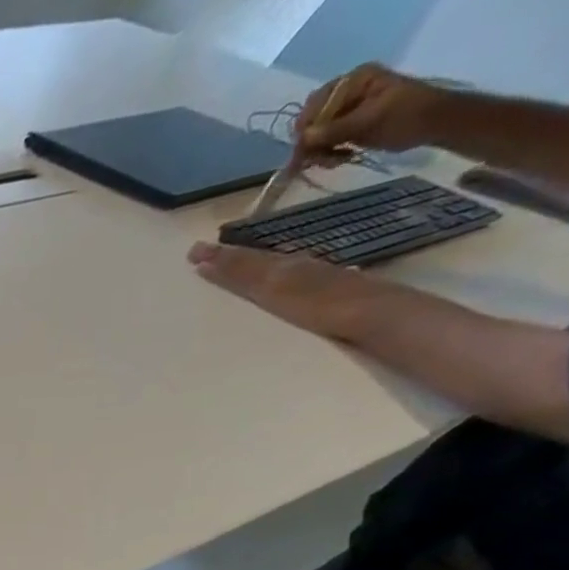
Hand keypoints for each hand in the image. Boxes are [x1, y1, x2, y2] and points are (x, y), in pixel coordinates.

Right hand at [188, 240, 380, 339]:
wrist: (375, 316)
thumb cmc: (319, 303)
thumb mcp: (273, 286)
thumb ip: (241, 273)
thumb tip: (203, 258)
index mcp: (281, 266)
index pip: (243, 259)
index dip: (218, 256)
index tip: (192, 253)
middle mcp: (297, 268)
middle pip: (259, 260)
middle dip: (231, 258)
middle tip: (205, 255)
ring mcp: (316, 281)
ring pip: (276, 269)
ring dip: (251, 268)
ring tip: (232, 267)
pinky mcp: (328, 297)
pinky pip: (291, 282)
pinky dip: (273, 280)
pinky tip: (274, 286)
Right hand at [295, 62, 446, 164]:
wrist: (435, 124)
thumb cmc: (408, 115)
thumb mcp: (371, 120)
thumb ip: (335, 130)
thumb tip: (302, 139)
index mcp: (354, 80)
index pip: (315, 103)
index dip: (306, 127)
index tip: (305, 149)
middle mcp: (346, 93)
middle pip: (312, 121)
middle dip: (312, 143)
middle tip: (320, 161)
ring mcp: (346, 111)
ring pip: (315, 136)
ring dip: (319, 152)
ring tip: (336, 161)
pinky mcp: (348, 127)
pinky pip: (324, 143)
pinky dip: (327, 154)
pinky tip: (340, 159)